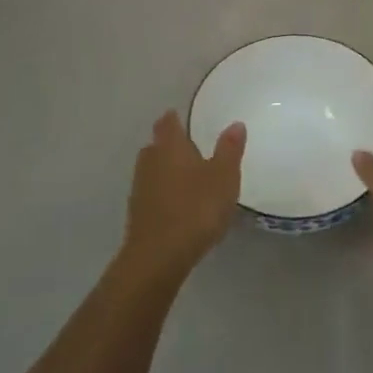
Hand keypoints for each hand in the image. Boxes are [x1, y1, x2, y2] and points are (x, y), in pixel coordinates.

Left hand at [122, 111, 244, 279]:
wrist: (158, 256)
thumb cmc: (196, 208)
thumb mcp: (223, 177)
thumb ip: (229, 149)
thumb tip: (235, 123)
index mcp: (170, 147)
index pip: (167, 123)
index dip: (174, 118)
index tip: (181, 117)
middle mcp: (150, 161)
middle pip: (156, 145)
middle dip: (170, 145)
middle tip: (190, 147)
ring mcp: (139, 188)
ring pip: (152, 170)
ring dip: (166, 170)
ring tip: (187, 177)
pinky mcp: (137, 214)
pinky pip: (152, 193)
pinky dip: (164, 193)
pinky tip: (179, 204)